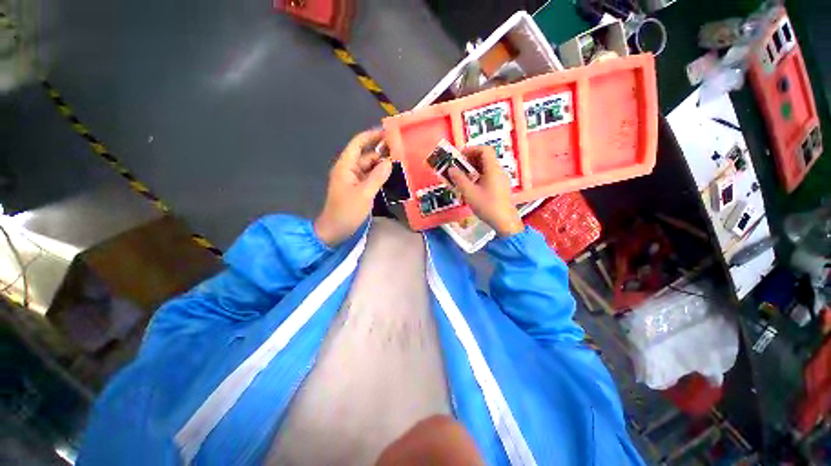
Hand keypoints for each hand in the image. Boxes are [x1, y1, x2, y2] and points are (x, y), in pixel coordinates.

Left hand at [314, 129, 391, 245]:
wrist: (335, 230)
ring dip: (382, 165)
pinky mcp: (358, 189)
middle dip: (381, 152)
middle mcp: (349, 170)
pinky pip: (370, 178)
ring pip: (369, 167)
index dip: (371, 136)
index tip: (388, 133)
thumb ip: (377, 177)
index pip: (358, 144)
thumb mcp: (364, 194)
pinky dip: (380, 176)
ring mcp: (354, 180)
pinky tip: (392, 177)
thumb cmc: (347, 211)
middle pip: (366, 155)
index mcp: (346, 166)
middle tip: (401, 151)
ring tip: (400, 163)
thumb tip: (389, 162)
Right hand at [447, 146, 522, 236]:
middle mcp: (499, 171)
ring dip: (473, 168)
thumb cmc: (487, 206)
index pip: (484, 150)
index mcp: (493, 169)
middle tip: (458, 167)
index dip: (471, 150)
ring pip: (486, 167)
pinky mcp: (501, 186)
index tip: (459, 157)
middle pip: (485, 157)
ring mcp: (501, 179)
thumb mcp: (469, 193)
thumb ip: (459, 179)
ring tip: (462, 177)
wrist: (504, 221)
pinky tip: (471, 186)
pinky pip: (489, 175)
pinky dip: (478, 176)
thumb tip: (451, 169)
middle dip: (470, 160)